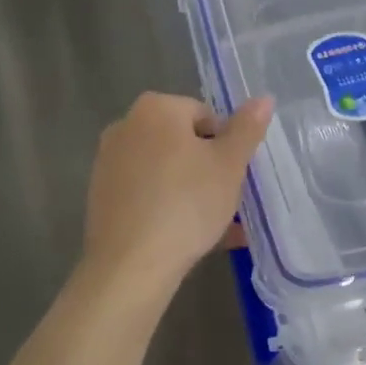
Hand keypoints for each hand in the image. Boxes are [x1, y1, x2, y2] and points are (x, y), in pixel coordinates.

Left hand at [79, 92, 273, 306]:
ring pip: (165, 171)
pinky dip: (168, 207)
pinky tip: (190, 238)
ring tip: (217, 226)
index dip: (226, 145)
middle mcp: (126, 126)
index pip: (205, 115)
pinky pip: (146, 194)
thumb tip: (264, 98)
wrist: (130, 266)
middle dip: (208, 168)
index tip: (235, 175)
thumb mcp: (229, 165)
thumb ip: (246, 129)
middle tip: (228, 200)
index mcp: (156, 108)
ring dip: (192, 191)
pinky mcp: (101, 197)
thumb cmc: (186, 204)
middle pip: (182, 142)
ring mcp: (109, 162)